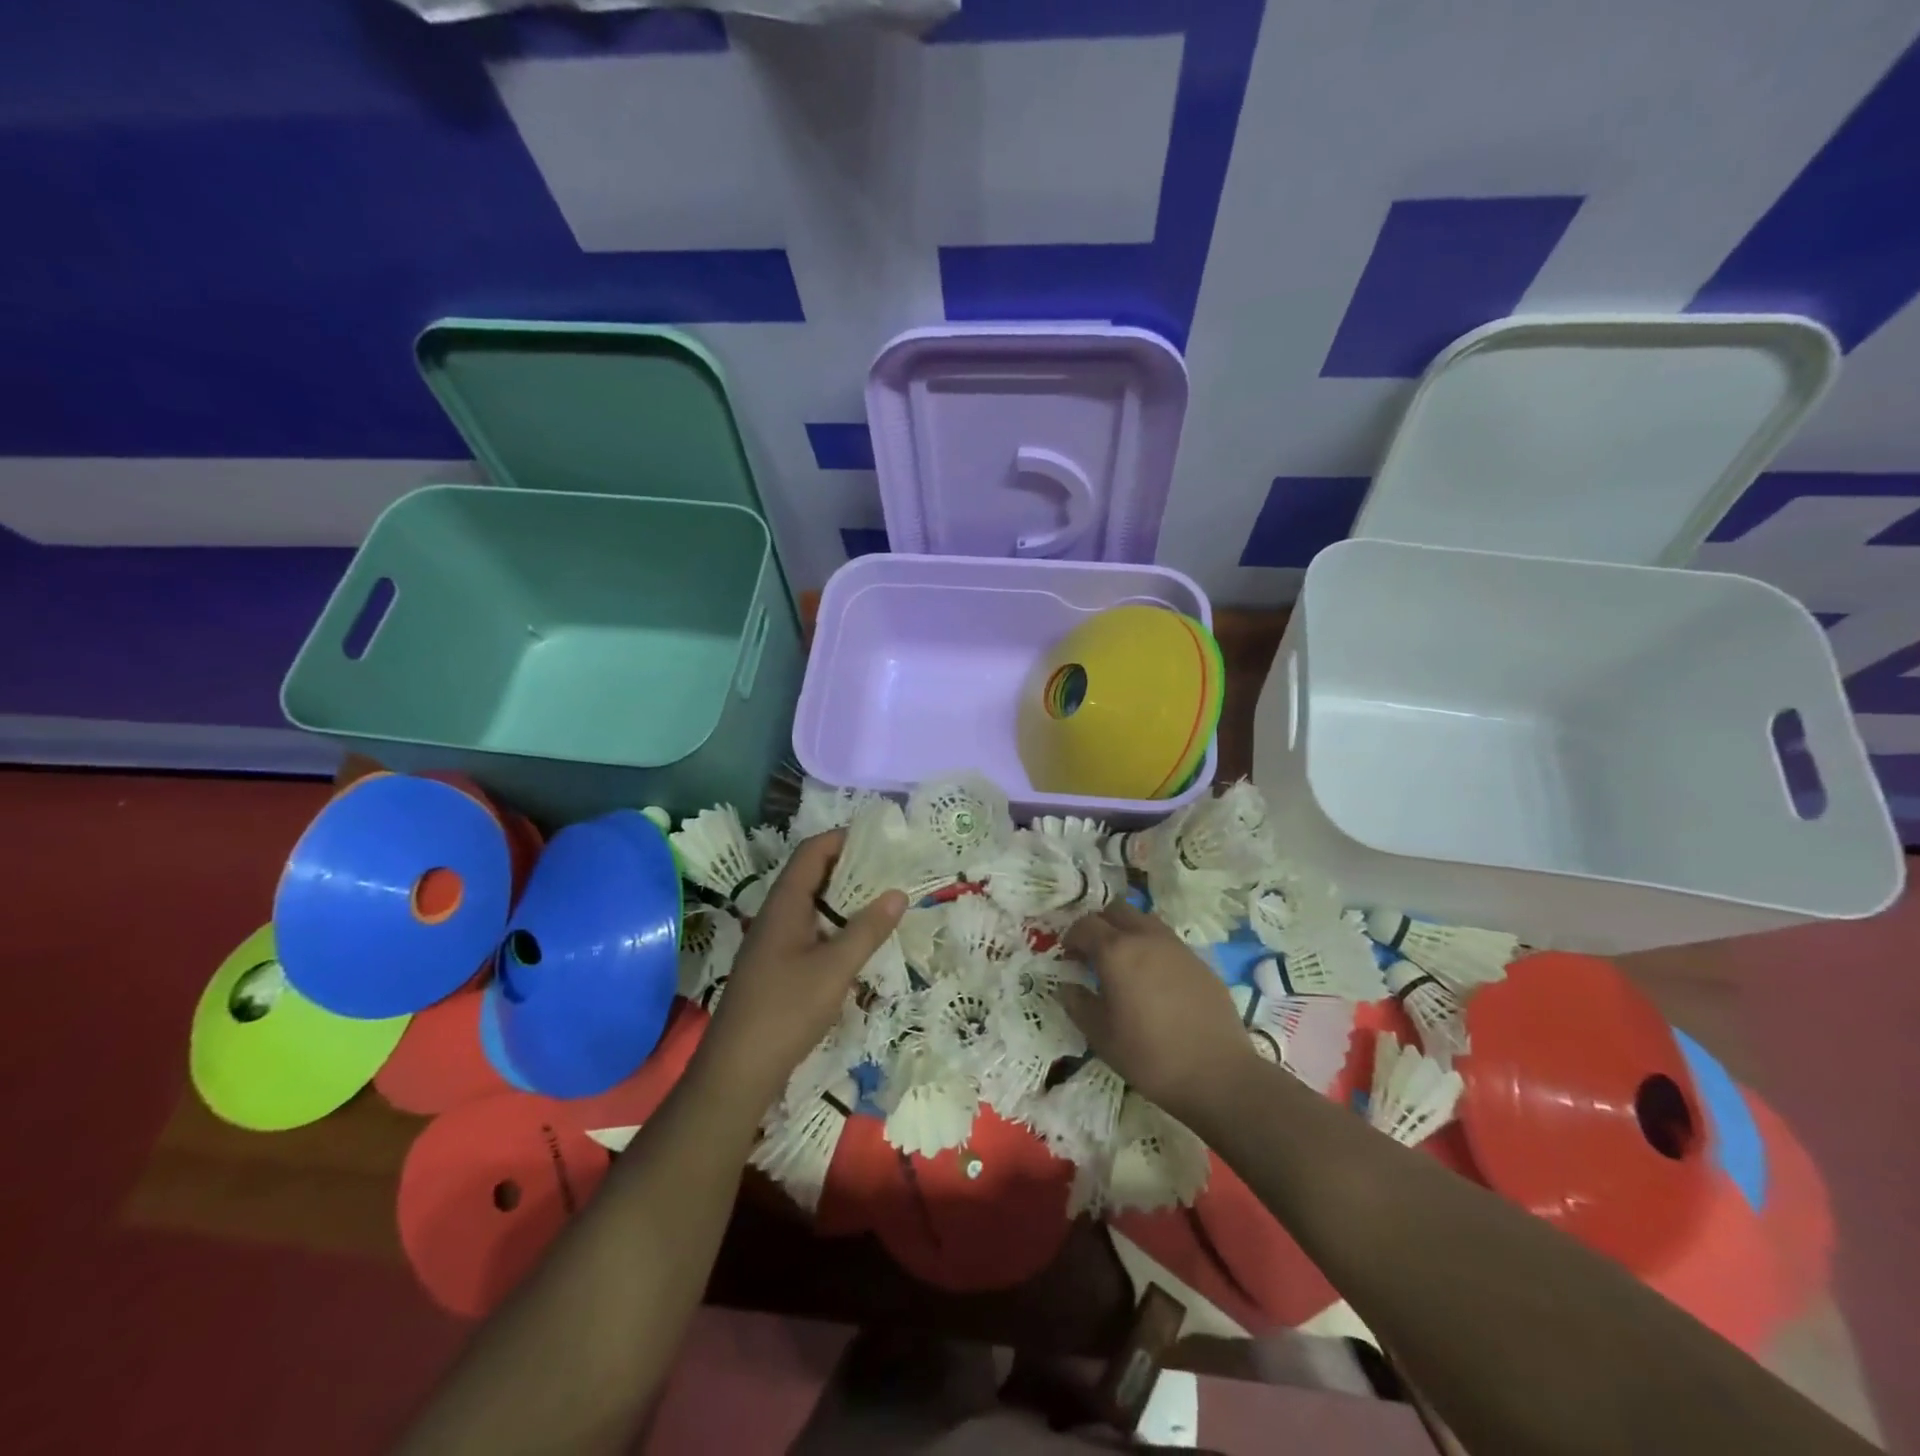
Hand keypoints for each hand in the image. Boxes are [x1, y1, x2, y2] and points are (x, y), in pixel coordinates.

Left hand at [697, 830, 905, 1110]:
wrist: (736, 1070)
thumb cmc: (785, 1011)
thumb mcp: (835, 969)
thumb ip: (867, 930)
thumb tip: (898, 893)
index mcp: (784, 905)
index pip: (811, 852)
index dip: (842, 839)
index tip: (879, 838)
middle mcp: (775, 915)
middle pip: (811, 874)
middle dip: (849, 866)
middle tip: (889, 868)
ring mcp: (773, 941)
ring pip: (810, 904)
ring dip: (843, 897)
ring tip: (881, 898)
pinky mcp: (776, 965)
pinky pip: (808, 929)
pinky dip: (834, 923)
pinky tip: (857, 939)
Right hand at [1060, 901, 1254, 1122]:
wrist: (1218, 1074)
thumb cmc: (1150, 1055)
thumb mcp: (1101, 1036)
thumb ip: (1078, 1004)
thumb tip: (1067, 986)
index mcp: (1116, 951)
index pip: (1085, 925)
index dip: (1071, 937)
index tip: (1069, 958)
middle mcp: (1146, 937)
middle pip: (1116, 910)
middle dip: (1100, 925)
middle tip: (1094, 954)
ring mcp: (1177, 947)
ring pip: (1145, 920)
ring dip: (1128, 932)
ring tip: (1126, 964)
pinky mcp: (1200, 961)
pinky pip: (1168, 942)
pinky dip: (1153, 949)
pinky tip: (1156, 982)